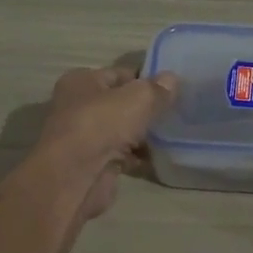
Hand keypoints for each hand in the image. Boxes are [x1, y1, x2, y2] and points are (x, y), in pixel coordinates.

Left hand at [37, 65, 178, 218]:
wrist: (76, 177)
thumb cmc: (102, 124)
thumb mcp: (138, 98)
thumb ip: (157, 89)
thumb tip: (172, 79)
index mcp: (81, 82)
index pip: (119, 74)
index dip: (145, 80)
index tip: (172, 89)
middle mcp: (78, 106)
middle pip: (121, 104)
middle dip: (146, 109)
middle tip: (176, 113)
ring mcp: (85, 137)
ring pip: (123, 131)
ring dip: (144, 135)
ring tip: (173, 135)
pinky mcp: (94, 164)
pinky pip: (122, 155)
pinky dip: (139, 157)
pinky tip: (160, 157)